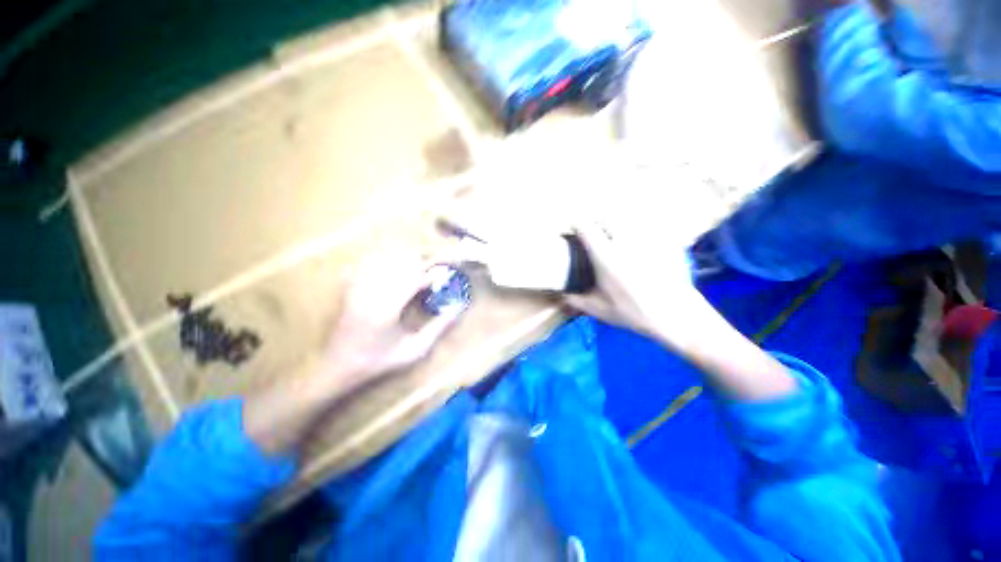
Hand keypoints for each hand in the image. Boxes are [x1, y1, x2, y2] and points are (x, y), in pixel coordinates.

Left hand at [323, 253, 461, 384]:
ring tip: (418, 263)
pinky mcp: (349, 288)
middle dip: (420, 261)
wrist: (339, 365)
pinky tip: (392, 264)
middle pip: (399, 264)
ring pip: (384, 260)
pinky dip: (383, 261)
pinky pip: (367, 264)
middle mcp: (371, 294)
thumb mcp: (414, 350)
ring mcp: (358, 289)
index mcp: (387, 310)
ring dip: (404, 259)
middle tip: (434, 264)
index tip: (444, 273)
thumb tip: (456, 310)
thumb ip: (437, 329)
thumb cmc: (379, 360)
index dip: (431, 274)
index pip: (413, 280)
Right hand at [564, 223, 710, 349]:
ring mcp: (646, 238)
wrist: (676, 314)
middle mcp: (624, 241)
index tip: (573, 229)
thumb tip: (561, 296)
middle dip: (595, 221)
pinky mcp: (662, 240)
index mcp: (606, 257)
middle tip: (592, 232)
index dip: (576, 224)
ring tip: (612, 236)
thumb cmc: (634, 312)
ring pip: (625, 218)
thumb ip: (576, 300)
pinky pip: (644, 226)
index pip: (586, 227)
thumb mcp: (600, 309)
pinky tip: (635, 244)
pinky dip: (634, 230)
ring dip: (614, 223)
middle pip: (605, 217)